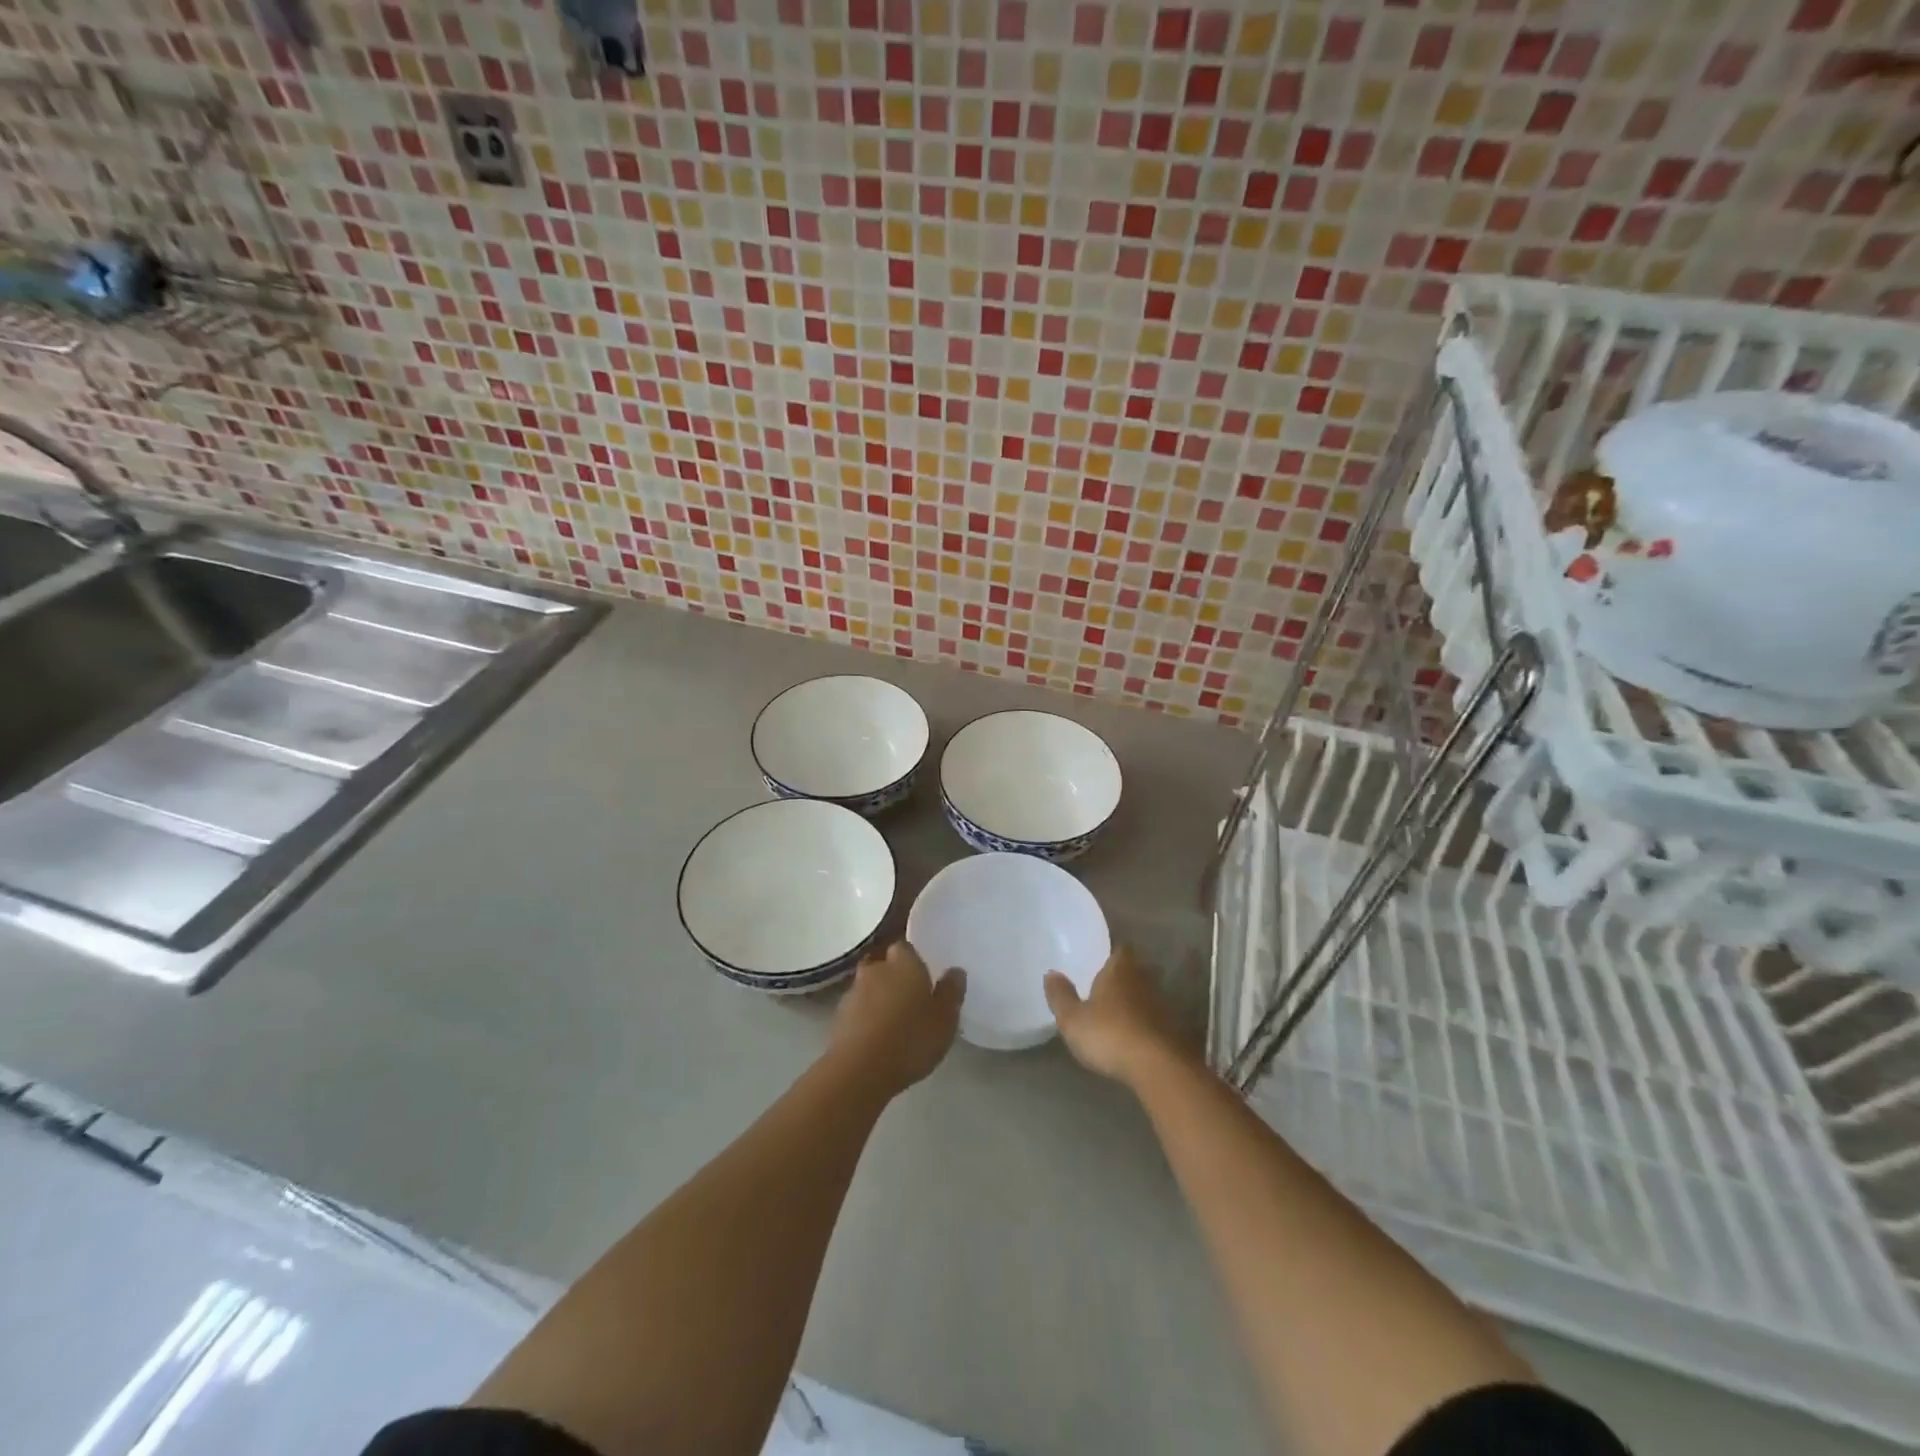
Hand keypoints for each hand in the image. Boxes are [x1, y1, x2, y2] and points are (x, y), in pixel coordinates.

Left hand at [829, 942, 964, 1097]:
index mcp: (904, 962)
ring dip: (879, 997)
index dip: (913, 959)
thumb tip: (955, 971)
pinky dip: (866, 1017)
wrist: (860, 1070)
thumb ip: (951, 992)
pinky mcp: (839, 1018)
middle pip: (884, 964)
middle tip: (910, 996)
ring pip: (869, 986)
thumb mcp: (945, 1019)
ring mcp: (853, 993)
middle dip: (894, 975)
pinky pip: (857, 1010)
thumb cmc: (910, 1039)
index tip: (923, 973)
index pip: (906, 946)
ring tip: (894, 1020)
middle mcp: (876, 969)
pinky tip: (877, 1036)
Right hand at [1045, 946, 1188, 1086]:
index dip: (1111, 953)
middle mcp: (1145, 980)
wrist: (1160, 1068)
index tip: (1099, 961)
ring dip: (1134, 1002)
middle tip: (1104, 988)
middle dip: (1121, 978)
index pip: (1120, 949)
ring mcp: (1163, 1005)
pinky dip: (1145, 1024)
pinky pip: (1156, 1019)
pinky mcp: (1174, 1030)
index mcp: (1120, 969)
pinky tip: (1134, 1038)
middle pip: (1134, 971)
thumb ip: (1061, 996)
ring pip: (1146, 995)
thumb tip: (1051, 973)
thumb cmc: (1110, 1035)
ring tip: (1117, 1015)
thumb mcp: (1073, 1020)